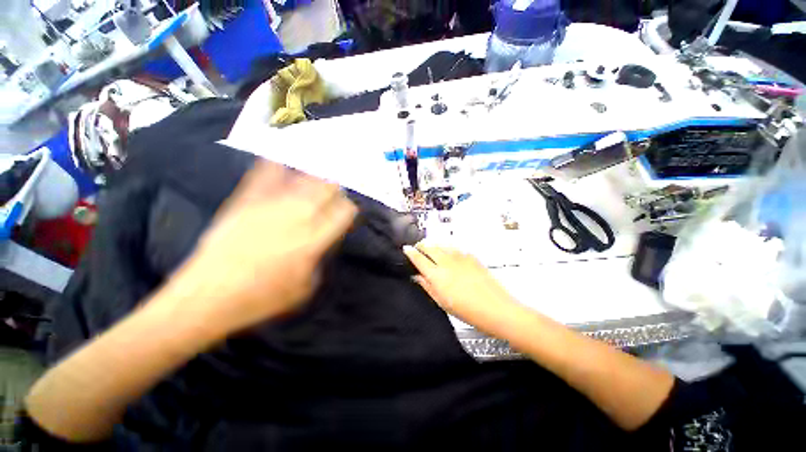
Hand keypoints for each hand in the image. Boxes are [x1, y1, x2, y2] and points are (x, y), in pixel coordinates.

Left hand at [161, 161, 357, 337]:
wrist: (207, 297)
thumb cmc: (261, 299)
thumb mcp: (305, 287)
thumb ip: (320, 259)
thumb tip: (323, 240)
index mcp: (314, 240)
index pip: (343, 212)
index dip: (349, 209)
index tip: (347, 211)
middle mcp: (297, 217)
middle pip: (327, 188)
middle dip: (335, 189)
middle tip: (334, 193)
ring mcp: (270, 206)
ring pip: (303, 179)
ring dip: (314, 177)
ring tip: (316, 177)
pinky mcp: (246, 201)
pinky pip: (265, 175)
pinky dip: (276, 166)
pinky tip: (281, 161)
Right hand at [403, 242, 520, 333]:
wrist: (495, 308)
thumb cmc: (467, 310)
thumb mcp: (442, 302)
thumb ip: (427, 286)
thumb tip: (417, 276)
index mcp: (436, 275)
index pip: (418, 258)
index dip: (410, 252)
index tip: (406, 249)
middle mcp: (446, 262)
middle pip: (429, 246)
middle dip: (421, 245)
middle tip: (418, 247)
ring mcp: (459, 257)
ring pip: (441, 245)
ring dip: (434, 245)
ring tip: (431, 248)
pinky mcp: (471, 256)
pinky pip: (455, 248)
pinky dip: (448, 248)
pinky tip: (449, 254)